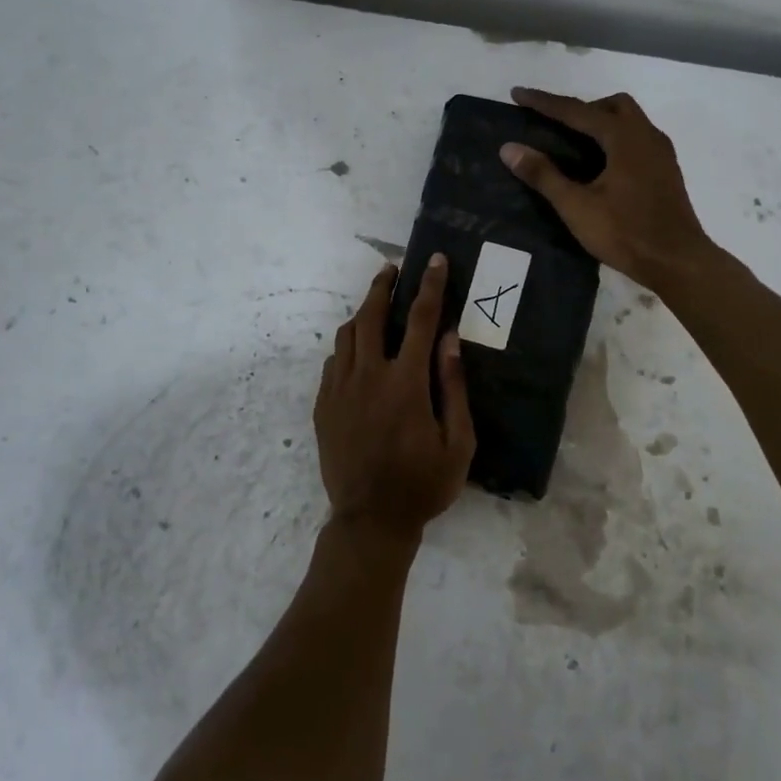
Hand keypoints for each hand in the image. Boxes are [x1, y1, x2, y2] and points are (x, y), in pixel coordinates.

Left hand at [314, 255, 475, 546]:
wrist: (370, 520)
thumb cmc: (423, 484)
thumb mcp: (458, 442)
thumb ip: (453, 386)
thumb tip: (449, 339)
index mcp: (405, 383)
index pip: (420, 319)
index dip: (430, 286)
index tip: (434, 260)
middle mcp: (367, 376)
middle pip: (371, 315)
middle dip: (383, 286)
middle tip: (393, 270)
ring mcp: (339, 389)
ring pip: (346, 335)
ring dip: (363, 312)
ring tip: (377, 306)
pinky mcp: (323, 405)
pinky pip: (333, 361)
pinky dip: (347, 346)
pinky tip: (358, 351)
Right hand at [501, 87, 710, 288]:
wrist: (677, 261)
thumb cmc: (625, 233)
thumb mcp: (576, 206)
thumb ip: (543, 174)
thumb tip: (509, 148)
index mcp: (624, 137)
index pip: (576, 111)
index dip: (544, 102)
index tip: (517, 94)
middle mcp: (646, 135)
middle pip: (611, 105)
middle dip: (580, 108)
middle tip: (554, 125)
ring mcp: (660, 153)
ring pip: (629, 120)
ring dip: (600, 122)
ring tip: (574, 145)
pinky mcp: (666, 170)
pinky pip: (637, 139)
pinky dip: (615, 139)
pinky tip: (601, 165)